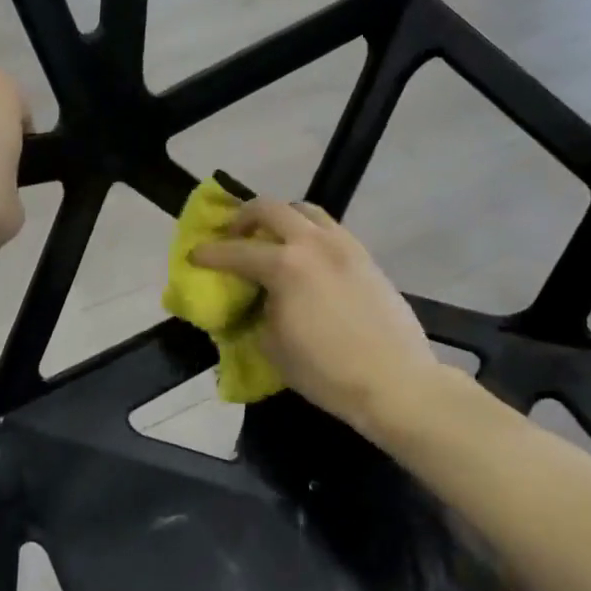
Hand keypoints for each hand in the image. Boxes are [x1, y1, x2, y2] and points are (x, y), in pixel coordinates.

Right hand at [191, 199, 441, 433]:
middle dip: (244, 217)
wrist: (396, 382)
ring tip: (272, 239)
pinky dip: (309, 233)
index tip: (194, 255)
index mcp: (284, 266)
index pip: (235, 251)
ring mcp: (343, 245)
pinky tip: (307, 257)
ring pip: (305, 210)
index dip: (209, 253)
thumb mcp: (273, 348)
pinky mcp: (365, 256)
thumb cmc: (327, 372)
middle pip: (270, 208)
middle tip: (234, 235)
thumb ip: (257, 314)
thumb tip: (255, 303)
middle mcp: (312, 243)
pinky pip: (330, 229)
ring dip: (281, 217)